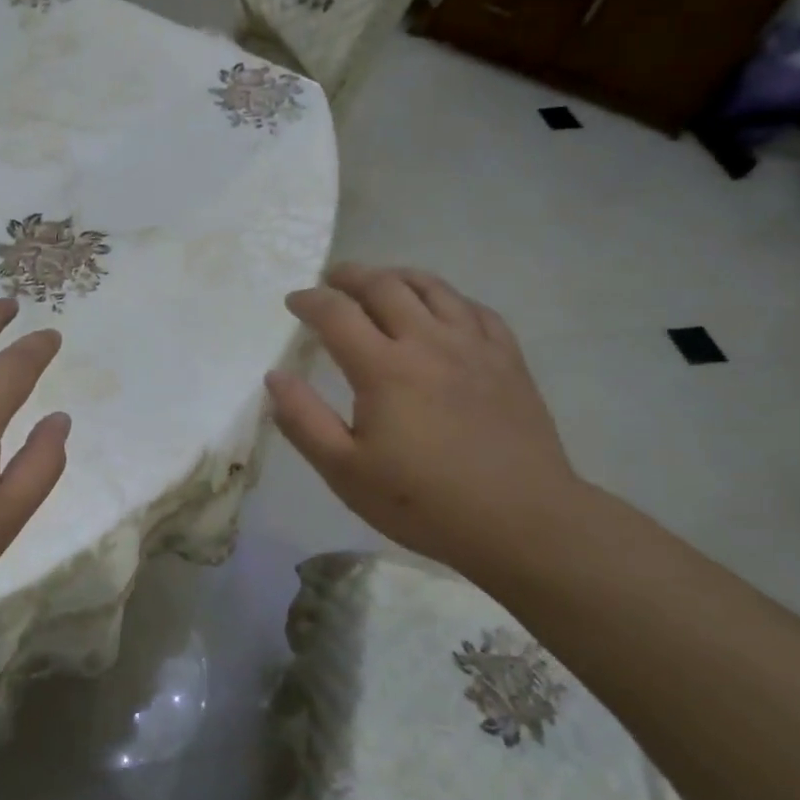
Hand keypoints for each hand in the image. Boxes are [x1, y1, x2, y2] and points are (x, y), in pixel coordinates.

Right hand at [266, 264, 583, 573]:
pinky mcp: (508, 360)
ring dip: (398, 276)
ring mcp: (474, 347)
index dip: (309, 301)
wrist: (523, 522)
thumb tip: (276, 376)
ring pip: (432, 288)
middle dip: (350, 276)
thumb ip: (304, 420)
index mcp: (384, 368)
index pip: (336, 313)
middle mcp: (428, 342)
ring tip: (380, 281)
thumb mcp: (345, 472)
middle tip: (332, 280)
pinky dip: (448, 298)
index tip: (293, 302)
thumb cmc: (424, 502)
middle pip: (384, 286)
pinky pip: (476, 309)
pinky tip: (441, 309)